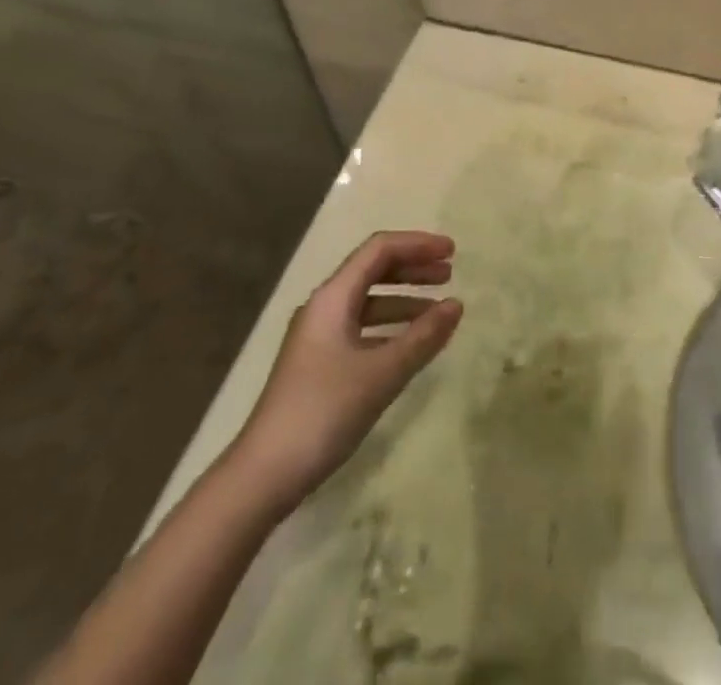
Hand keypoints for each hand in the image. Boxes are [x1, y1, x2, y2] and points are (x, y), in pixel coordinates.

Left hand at [224, 231, 461, 516]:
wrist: (262, 476)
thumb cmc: (323, 412)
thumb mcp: (381, 373)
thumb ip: (423, 337)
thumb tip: (457, 304)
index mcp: (333, 297)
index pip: (380, 249)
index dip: (418, 245)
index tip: (453, 252)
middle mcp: (324, 307)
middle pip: (373, 270)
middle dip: (413, 268)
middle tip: (450, 275)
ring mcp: (319, 336)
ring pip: (368, 300)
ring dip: (404, 298)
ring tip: (438, 311)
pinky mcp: (319, 363)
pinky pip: (362, 327)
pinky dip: (390, 326)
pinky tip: (411, 344)